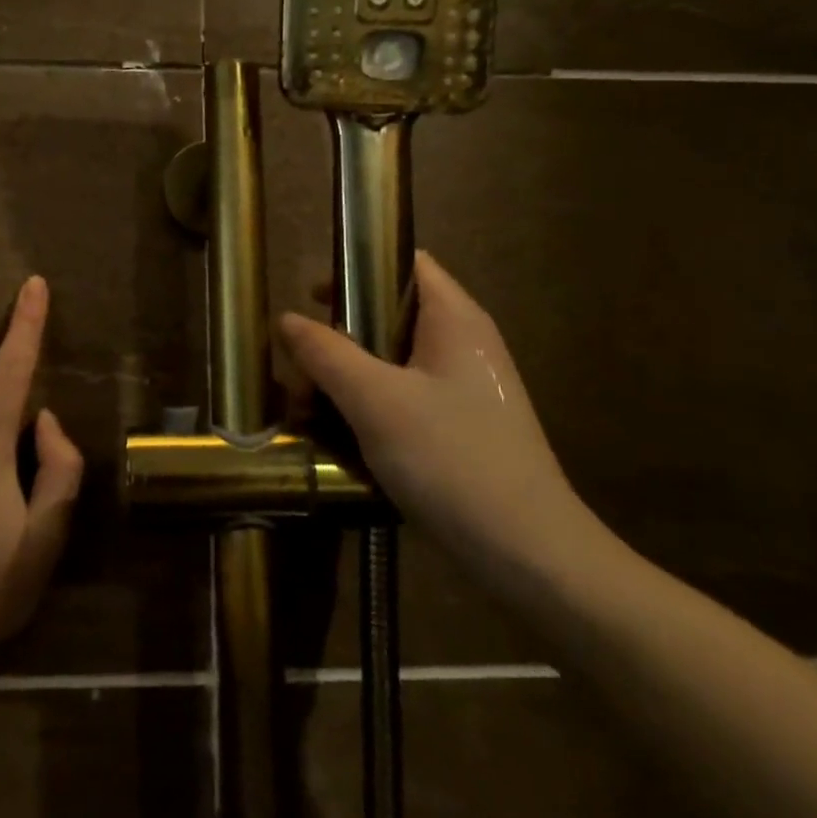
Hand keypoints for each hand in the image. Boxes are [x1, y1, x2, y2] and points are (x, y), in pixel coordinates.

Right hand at [279, 251, 597, 582]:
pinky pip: (405, 397)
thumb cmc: (451, 459)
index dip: (359, 266)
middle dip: (340, 335)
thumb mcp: (375, 401)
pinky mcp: (463, 427)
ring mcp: (467, 388)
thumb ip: (327, 353)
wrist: (529, 555)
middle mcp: (464, 343)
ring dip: (348, 377)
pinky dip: (370, 405)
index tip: (313, 294)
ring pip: (393, 361)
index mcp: (455, 319)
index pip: (407, 262)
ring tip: (310, 409)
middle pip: (392, 314)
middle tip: (301, 366)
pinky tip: (343, 437)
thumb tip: (287, 319)